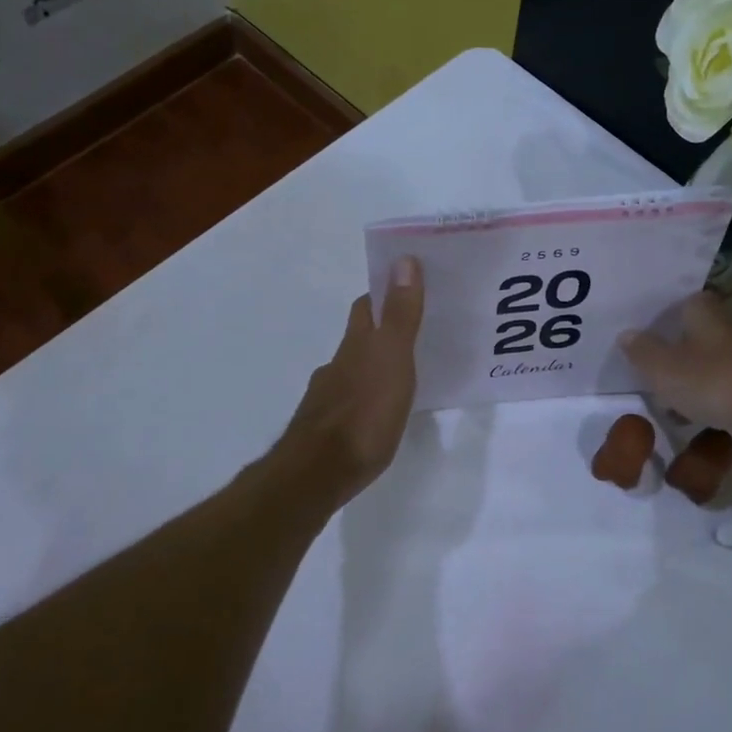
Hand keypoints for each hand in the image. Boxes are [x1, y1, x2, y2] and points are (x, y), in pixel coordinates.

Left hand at [271, 257, 424, 505]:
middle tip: (412, 330)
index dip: (383, 293)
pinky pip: (350, 402)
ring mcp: (328, 398)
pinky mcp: (327, 430)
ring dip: (372, 366)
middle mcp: (337, 365)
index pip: (366, 306)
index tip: (406, 288)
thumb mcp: (392, 358)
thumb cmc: (364, 412)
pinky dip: (365, 398)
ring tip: (402, 374)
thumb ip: (400, 314)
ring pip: (352, 371)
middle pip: (357, 338)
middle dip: (378, 330)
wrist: (318, 472)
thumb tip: (403, 259)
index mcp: (356, 345)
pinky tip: (378, 412)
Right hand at [620, 293, 731, 450]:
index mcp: (701, 310)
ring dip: (690, 376)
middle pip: (692, 333)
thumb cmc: (713, 380)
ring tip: (664, 398)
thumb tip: (626, 334)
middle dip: (672, 350)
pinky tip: (694, 415)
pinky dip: (709, 397)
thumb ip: (641, 351)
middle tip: (646, 369)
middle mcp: (726, 324)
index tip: (638, 337)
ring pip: (708, 360)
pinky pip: (724, 386)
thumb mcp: (663, 368)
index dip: (657, 319)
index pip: (676, 303)